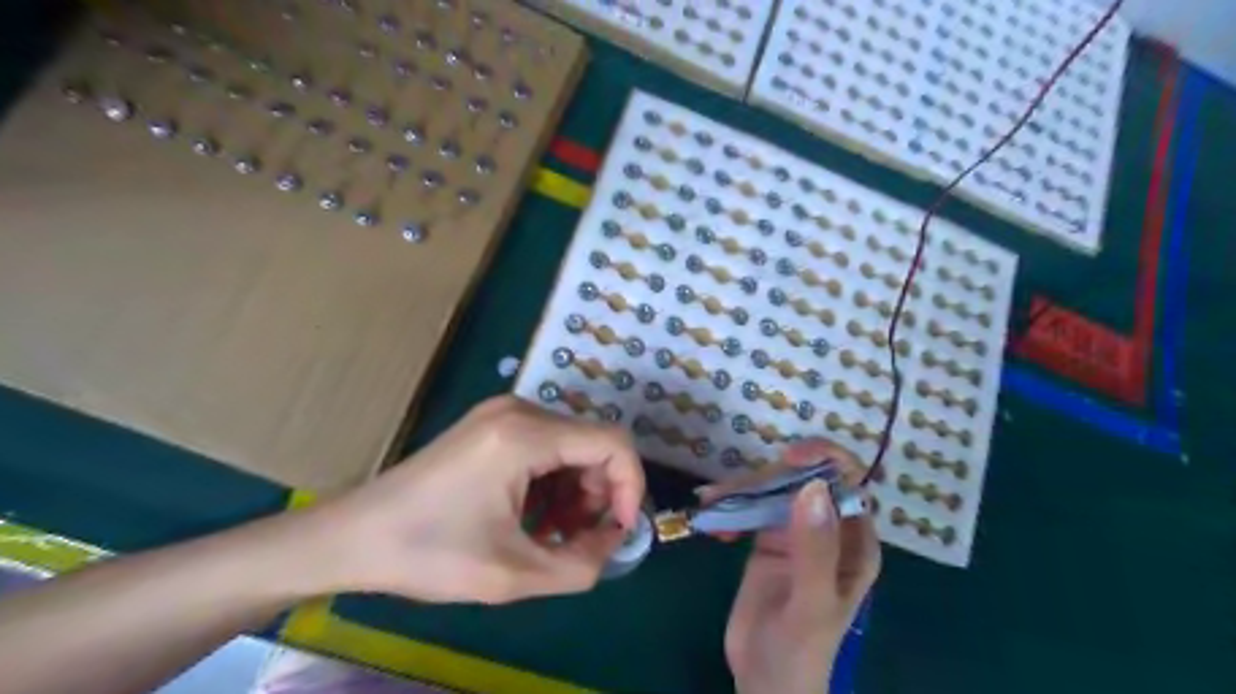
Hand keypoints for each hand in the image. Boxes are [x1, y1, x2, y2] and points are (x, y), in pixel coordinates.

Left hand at [313, 398, 647, 603]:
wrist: (353, 535)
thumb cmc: (428, 553)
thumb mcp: (513, 574)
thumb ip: (582, 564)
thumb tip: (614, 540)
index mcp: (525, 434)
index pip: (613, 443)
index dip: (630, 487)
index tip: (617, 531)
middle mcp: (520, 410)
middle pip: (593, 443)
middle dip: (599, 494)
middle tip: (580, 538)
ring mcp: (503, 413)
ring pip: (572, 445)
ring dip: (576, 490)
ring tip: (554, 533)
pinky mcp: (493, 424)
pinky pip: (546, 446)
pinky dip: (553, 482)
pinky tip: (535, 515)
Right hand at [705, 439, 878, 692]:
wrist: (763, 681)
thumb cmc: (801, 650)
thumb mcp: (812, 603)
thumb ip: (815, 549)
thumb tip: (812, 487)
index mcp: (854, 542)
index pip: (850, 483)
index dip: (825, 460)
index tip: (787, 457)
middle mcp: (828, 529)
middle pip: (802, 480)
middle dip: (768, 477)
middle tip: (729, 491)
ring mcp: (795, 531)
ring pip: (773, 490)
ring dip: (741, 488)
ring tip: (710, 500)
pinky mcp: (766, 539)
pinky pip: (749, 508)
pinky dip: (730, 506)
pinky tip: (712, 519)